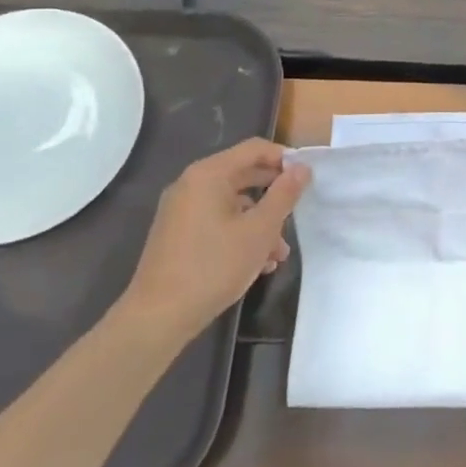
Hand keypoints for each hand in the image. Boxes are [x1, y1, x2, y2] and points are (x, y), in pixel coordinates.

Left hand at [114, 138, 310, 346]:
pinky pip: (218, 221)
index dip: (284, 158)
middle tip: (298, 212)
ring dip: (261, 221)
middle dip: (274, 194)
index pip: (255, 149)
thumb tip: (302, 168)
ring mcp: (181, 211)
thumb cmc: (214, 266)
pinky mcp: (178, 234)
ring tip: (279, 253)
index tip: (307, 179)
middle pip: (244, 174)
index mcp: (209, 175)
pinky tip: (258, 263)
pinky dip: (240, 233)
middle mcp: (191, 185)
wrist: (158, 317)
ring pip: (233, 203)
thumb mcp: (260, 230)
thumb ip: (284, 194)